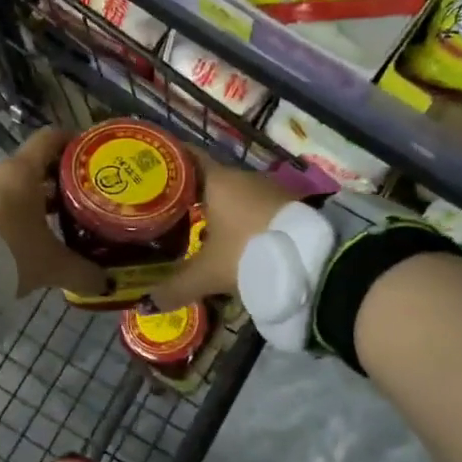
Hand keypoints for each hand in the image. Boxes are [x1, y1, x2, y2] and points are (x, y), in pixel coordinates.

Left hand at [0, 127, 107, 297]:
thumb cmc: (9, 253)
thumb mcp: (52, 265)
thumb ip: (82, 271)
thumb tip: (106, 283)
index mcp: (22, 170)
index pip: (50, 139)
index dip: (71, 142)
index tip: (89, 155)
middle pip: (32, 166)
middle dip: (56, 182)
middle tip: (80, 200)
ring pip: (10, 187)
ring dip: (31, 201)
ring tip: (53, 224)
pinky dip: (8, 215)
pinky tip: (20, 239)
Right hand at [146, 152, 297, 311]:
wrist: (315, 262)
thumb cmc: (249, 253)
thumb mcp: (208, 274)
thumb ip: (175, 286)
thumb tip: (146, 304)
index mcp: (218, 180)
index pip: (185, 157)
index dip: (166, 162)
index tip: (148, 172)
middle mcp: (243, 177)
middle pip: (207, 178)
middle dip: (187, 193)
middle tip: (164, 209)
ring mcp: (270, 189)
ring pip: (233, 194)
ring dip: (216, 208)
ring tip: (193, 226)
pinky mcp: (289, 206)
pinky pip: (254, 207)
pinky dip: (239, 219)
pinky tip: (231, 238)